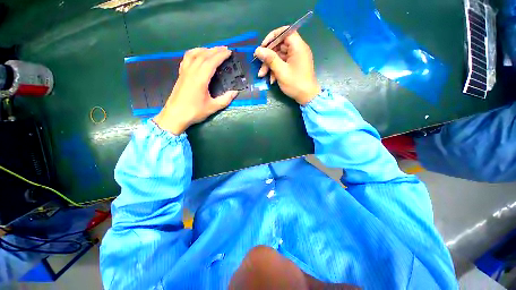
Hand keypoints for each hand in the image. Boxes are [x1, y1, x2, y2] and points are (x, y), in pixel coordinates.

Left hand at [154, 47, 238, 134]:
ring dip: (204, 49)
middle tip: (225, 48)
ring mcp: (184, 72)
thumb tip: (235, 92)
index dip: (221, 55)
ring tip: (213, 50)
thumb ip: (225, 99)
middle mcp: (192, 71)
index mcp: (200, 78)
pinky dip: (194, 53)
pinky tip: (197, 55)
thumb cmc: (194, 112)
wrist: (175, 116)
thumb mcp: (212, 107)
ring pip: (194, 54)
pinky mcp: (181, 74)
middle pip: (204, 55)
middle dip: (215, 50)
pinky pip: (187, 58)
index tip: (229, 52)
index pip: (212, 62)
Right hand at [254, 27, 320, 104]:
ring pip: (279, 56)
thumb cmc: (295, 83)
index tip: (263, 46)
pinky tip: (271, 79)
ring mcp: (295, 58)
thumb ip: (270, 59)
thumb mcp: (281, 71)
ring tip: (262, 75)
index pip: (285, 32)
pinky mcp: (294, 66)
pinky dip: (276, 70)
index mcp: (298, 46)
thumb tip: (257, 50)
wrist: (307, 97)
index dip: (272, 37)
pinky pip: (282, 63)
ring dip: (270, 65)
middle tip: (259, 65)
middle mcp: (297, 50)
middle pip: (280, 46)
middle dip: (268, 56)